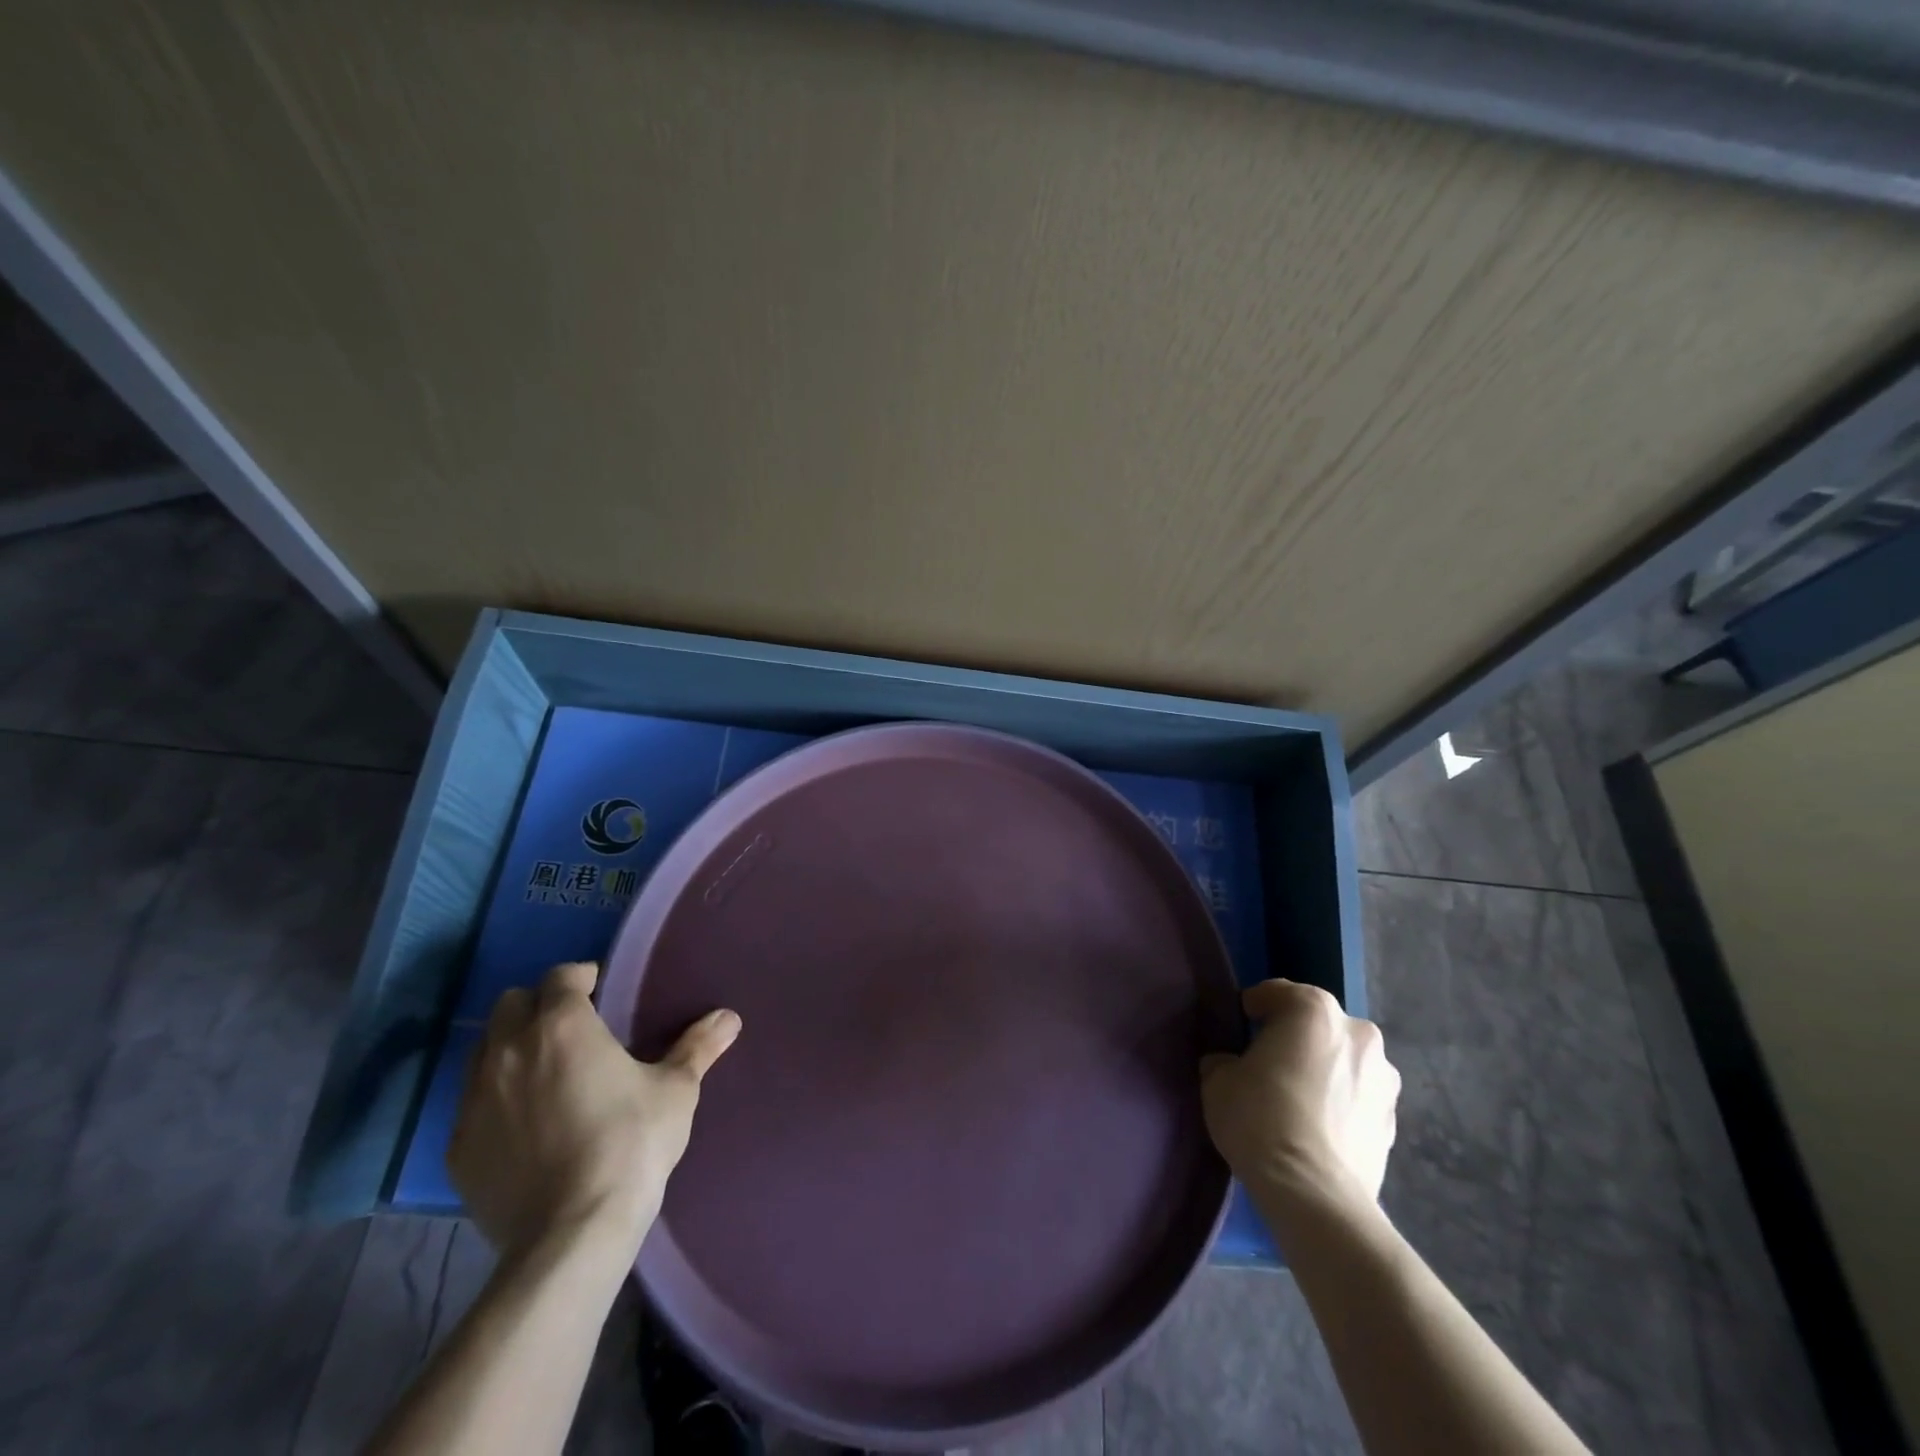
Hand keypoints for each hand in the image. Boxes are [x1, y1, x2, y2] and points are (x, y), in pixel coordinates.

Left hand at [448, 961, 740, 1260]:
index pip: (561, 976)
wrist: (571, 1234)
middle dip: (539, 1006)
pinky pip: (472, 1103)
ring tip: (546, 1073)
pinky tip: (526, 1125)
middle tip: (573, 1029)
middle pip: (511, 1004)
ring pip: (484, 1050)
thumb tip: (729, 1017)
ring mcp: (475, 1099)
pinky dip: (496, 1099)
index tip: (602, 992)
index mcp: (562, 1026)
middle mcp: (509, 1050)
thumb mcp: (675, 1091)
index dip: (582, 978)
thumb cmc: (630, 1144)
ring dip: (512, 1048)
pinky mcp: (458, 1146)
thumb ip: (697, 1047)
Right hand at [1199, 979, 1398, 1222]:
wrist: (1313, 1194)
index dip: (1253, 1008)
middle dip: (1296, 1039)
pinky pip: (1357, 1099)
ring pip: (1344, 1062)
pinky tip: (1316, 1128)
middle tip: (1268, 1064)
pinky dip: (1340, 1105)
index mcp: (1313, 1009)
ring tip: (1297, 1101)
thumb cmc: (1260, 1118)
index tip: (1239, 1026)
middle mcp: (1358, 1033)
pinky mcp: (1393, 1122)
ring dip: (1324, 1071)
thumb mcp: (1217, 1079)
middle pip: (1317, 1025)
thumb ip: (1226, 1060)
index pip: (1277, 993)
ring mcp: (1384, 1079)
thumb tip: (1232, 1065)